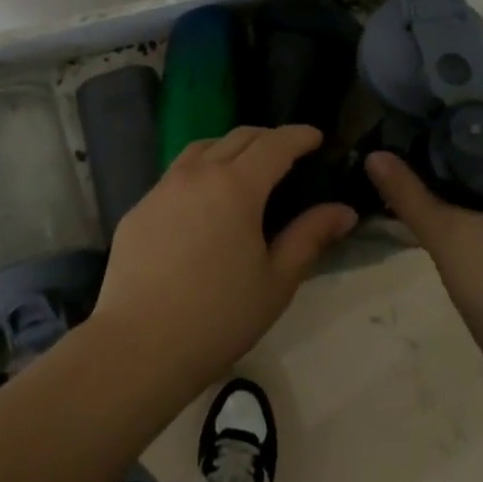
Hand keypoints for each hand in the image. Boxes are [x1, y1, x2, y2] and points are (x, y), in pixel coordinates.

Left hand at [92, 125, 356, 394]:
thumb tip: (344, 211)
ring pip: (200, 149)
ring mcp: (162, 189)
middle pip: (237, 138)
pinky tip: (202, 204)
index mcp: (236, 186)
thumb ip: (310, 237)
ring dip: (229, 148)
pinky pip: (174, 176)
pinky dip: (198, 174)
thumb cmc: (219, 317)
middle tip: (287, 153)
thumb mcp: (277, 281)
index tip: (316, 137)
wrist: (139, 346)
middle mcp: (197, 174)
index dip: (299, 135)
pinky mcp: (138, 209)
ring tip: (244, 168)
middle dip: (267, 138)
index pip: (275, 144)